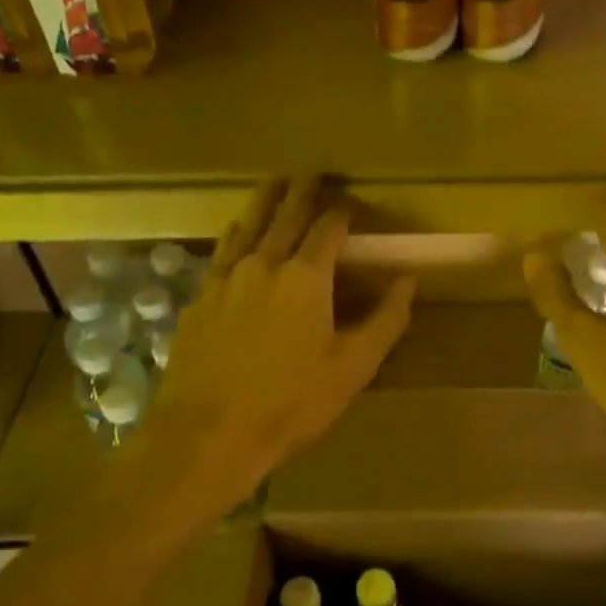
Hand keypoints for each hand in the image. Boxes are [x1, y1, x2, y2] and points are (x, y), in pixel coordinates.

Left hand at [136, 177, 414, 518]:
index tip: (351, 199)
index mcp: (305, 277)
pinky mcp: (198, 300)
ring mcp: (224, 280)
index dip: (343, 210)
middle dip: (302, 191)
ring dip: (264, 202)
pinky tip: (236, 235)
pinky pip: (222, 253)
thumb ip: (385, 321)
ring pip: (247, 226)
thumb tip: (407, 281)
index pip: (328, 228)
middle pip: (284, 215)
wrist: (207, 434)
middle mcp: (262, 265)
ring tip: (274, 184)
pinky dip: (236, 235)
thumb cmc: (290, 403)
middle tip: (312, 172)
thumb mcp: (352, 368)